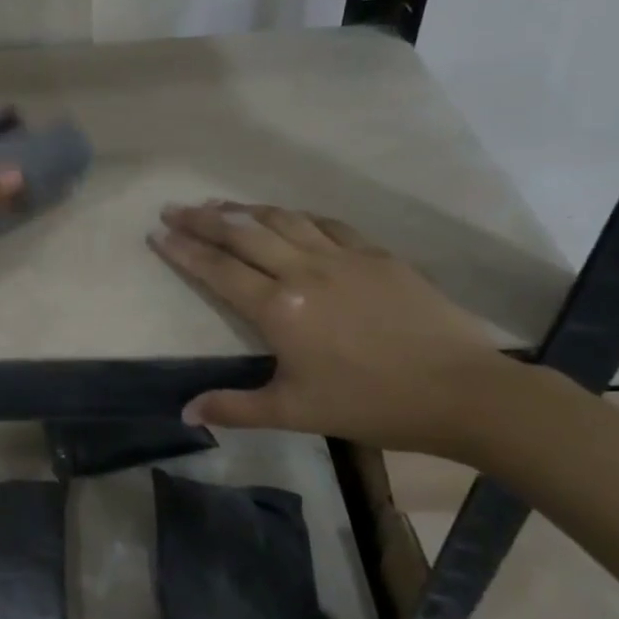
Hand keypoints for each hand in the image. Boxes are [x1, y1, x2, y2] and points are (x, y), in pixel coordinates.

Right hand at [150, 203, 520, 453]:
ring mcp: (342, 257)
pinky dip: (296, 216)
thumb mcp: (295, 412)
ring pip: (282, 220)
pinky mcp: (376, 255)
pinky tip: (286, 215)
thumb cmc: (370, 404)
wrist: (461, 391)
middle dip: (202, 219)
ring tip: (218, 204)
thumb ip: (235, 408)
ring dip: (244, 210)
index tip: (157, 233)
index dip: (183, 250)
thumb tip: (185, 413)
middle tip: (173, 208)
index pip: (218, 270)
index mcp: (278, 309)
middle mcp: (303, 271)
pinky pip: (326, 224)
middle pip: (242, 234)